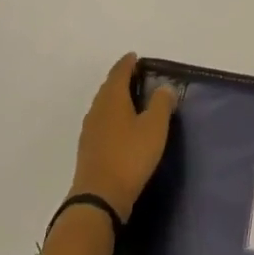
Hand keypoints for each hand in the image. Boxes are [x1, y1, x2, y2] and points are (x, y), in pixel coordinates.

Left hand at [68, 54, 177, 223]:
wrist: (100, 197)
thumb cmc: (130, 156)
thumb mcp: (154, 128)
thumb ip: (161, 104)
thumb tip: (164, 87)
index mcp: (112, 98)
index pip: (119, 72)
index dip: (128, 63)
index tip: (135, 57)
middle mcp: (97, 109)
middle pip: (109, 87)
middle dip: (121, 79)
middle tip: (137, 76)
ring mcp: (90, 129)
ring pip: (104, 105)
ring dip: (116, 99)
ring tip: (132, 100)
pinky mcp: (89, 148)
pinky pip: (102, 122)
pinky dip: (112, 117)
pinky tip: (121, 127)